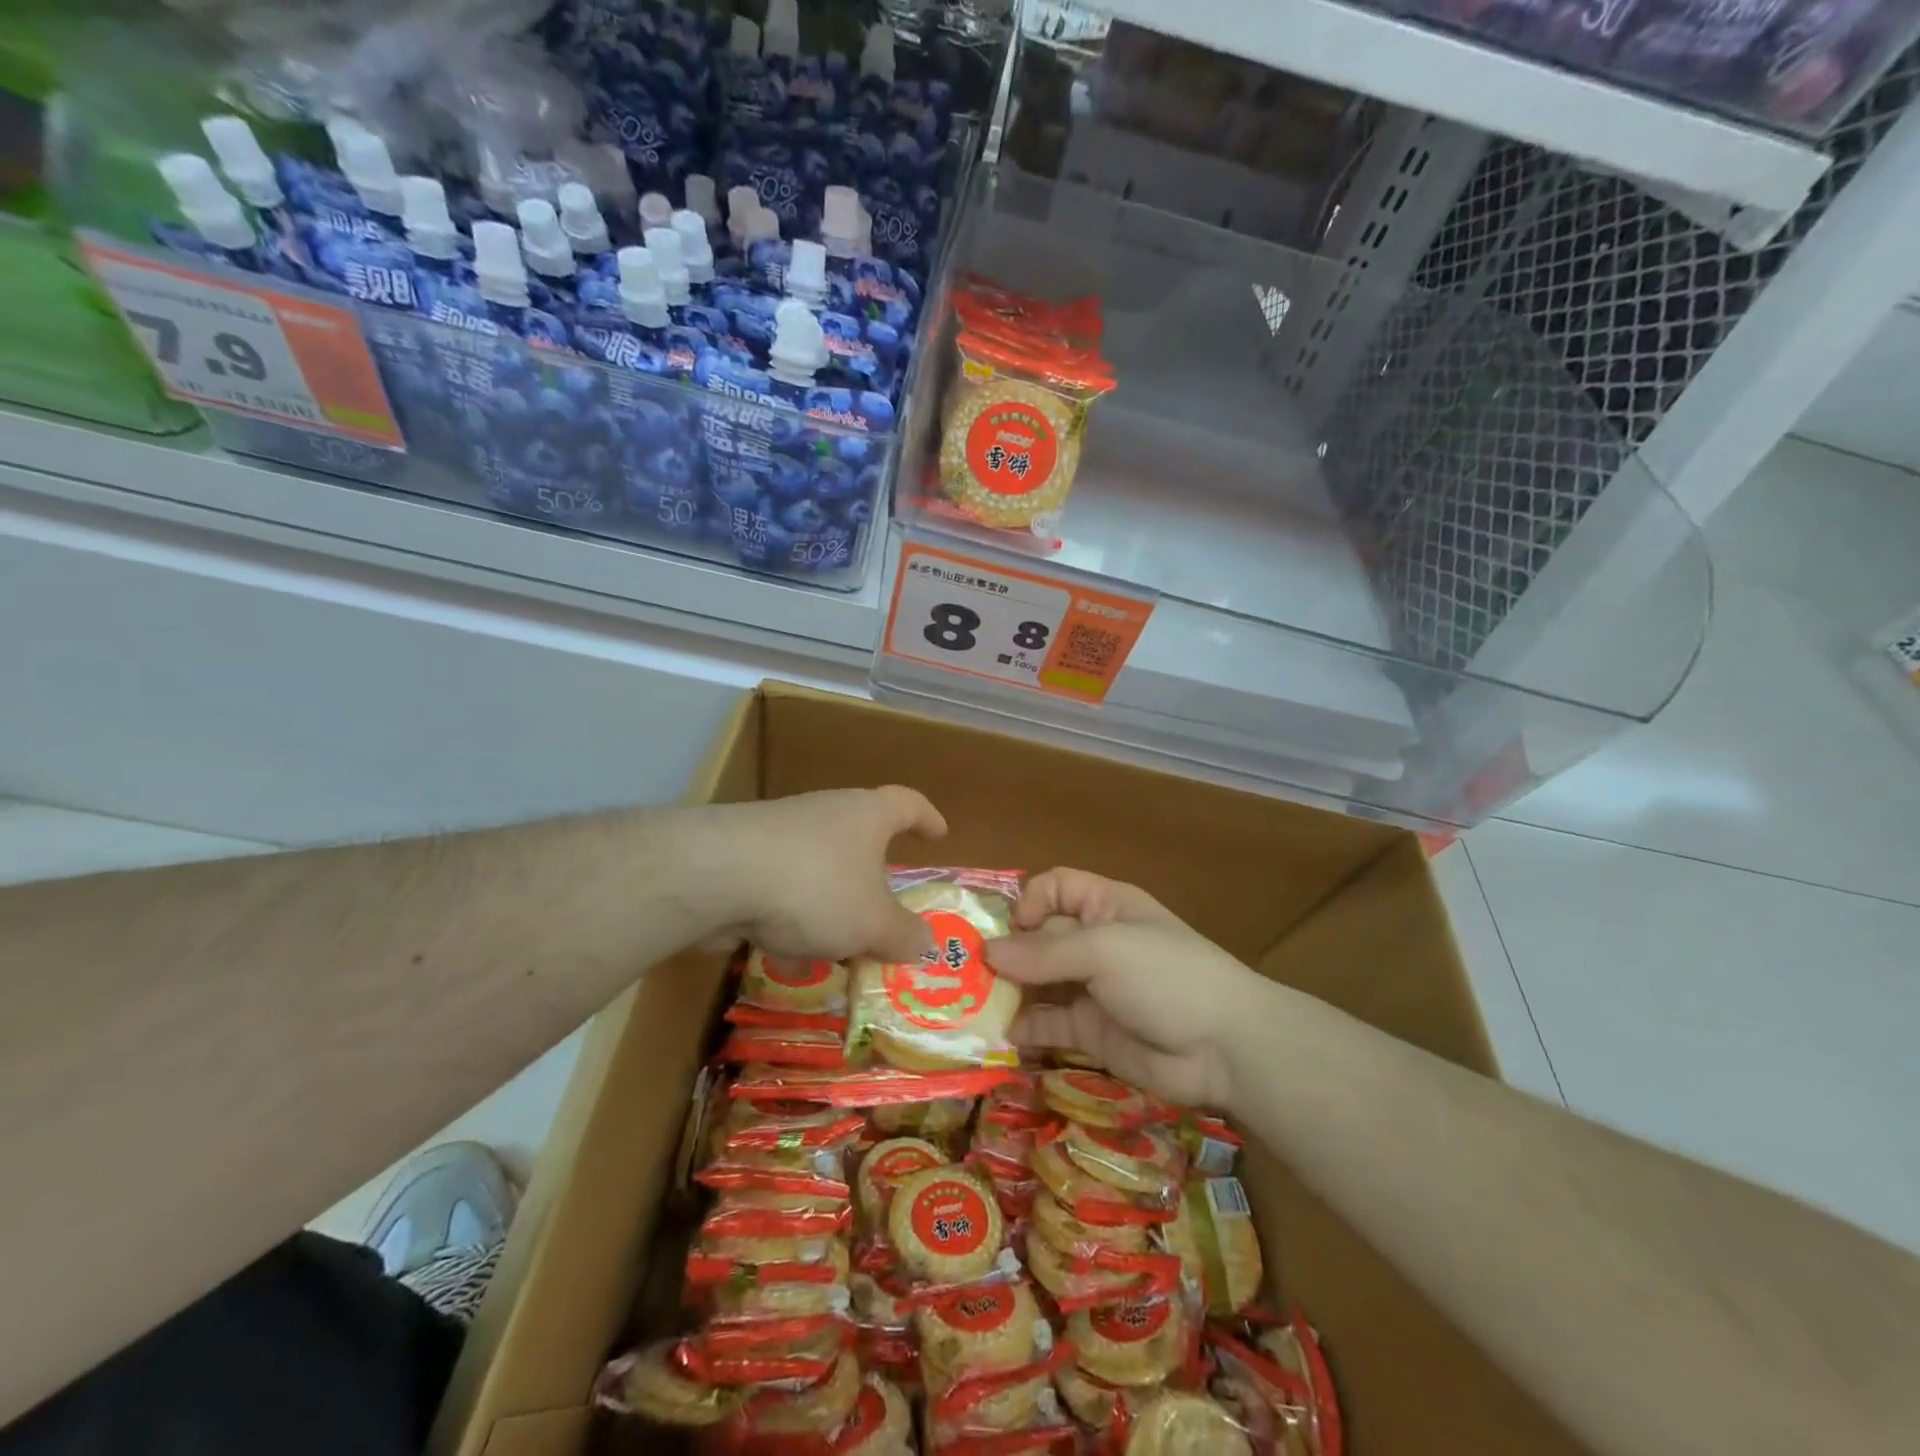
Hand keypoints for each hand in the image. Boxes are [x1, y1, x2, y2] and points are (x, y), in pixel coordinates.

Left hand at [702, 787, 946, 963]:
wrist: (717, 875)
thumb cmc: (816, 886)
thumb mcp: (872, 922)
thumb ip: (902, 935)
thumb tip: (926, 944)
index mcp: (867, 815)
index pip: (907, 803)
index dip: (927, 818)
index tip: (939, 835)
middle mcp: (825, 813)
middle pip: (860, 834)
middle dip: (873, 870)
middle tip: (885, 902)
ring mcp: (780, 831)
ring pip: (819, 863)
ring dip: (832, 897)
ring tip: (839, 938)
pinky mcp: (743, 856)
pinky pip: (783, 884)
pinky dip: (794, 912)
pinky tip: (790, 949)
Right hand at [986, 868, 1264, 1109]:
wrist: (1226, 1048)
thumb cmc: (1166, 975)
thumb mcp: (1105, 950)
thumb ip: (1044, 952)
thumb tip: (986, 952)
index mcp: (1104, 906)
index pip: (1055, 888)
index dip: (1029, 902)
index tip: (1010, 930)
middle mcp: (1094, 942)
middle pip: (1038, 937)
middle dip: (1005, 952)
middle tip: (962, 973)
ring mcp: (1091, 989)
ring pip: (1038, 983)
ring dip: (1007, 992)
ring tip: (970, 1007)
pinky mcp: (1090, 1032)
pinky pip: (1048, 1024)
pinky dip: (1025, 1029)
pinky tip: (1003, 1037)